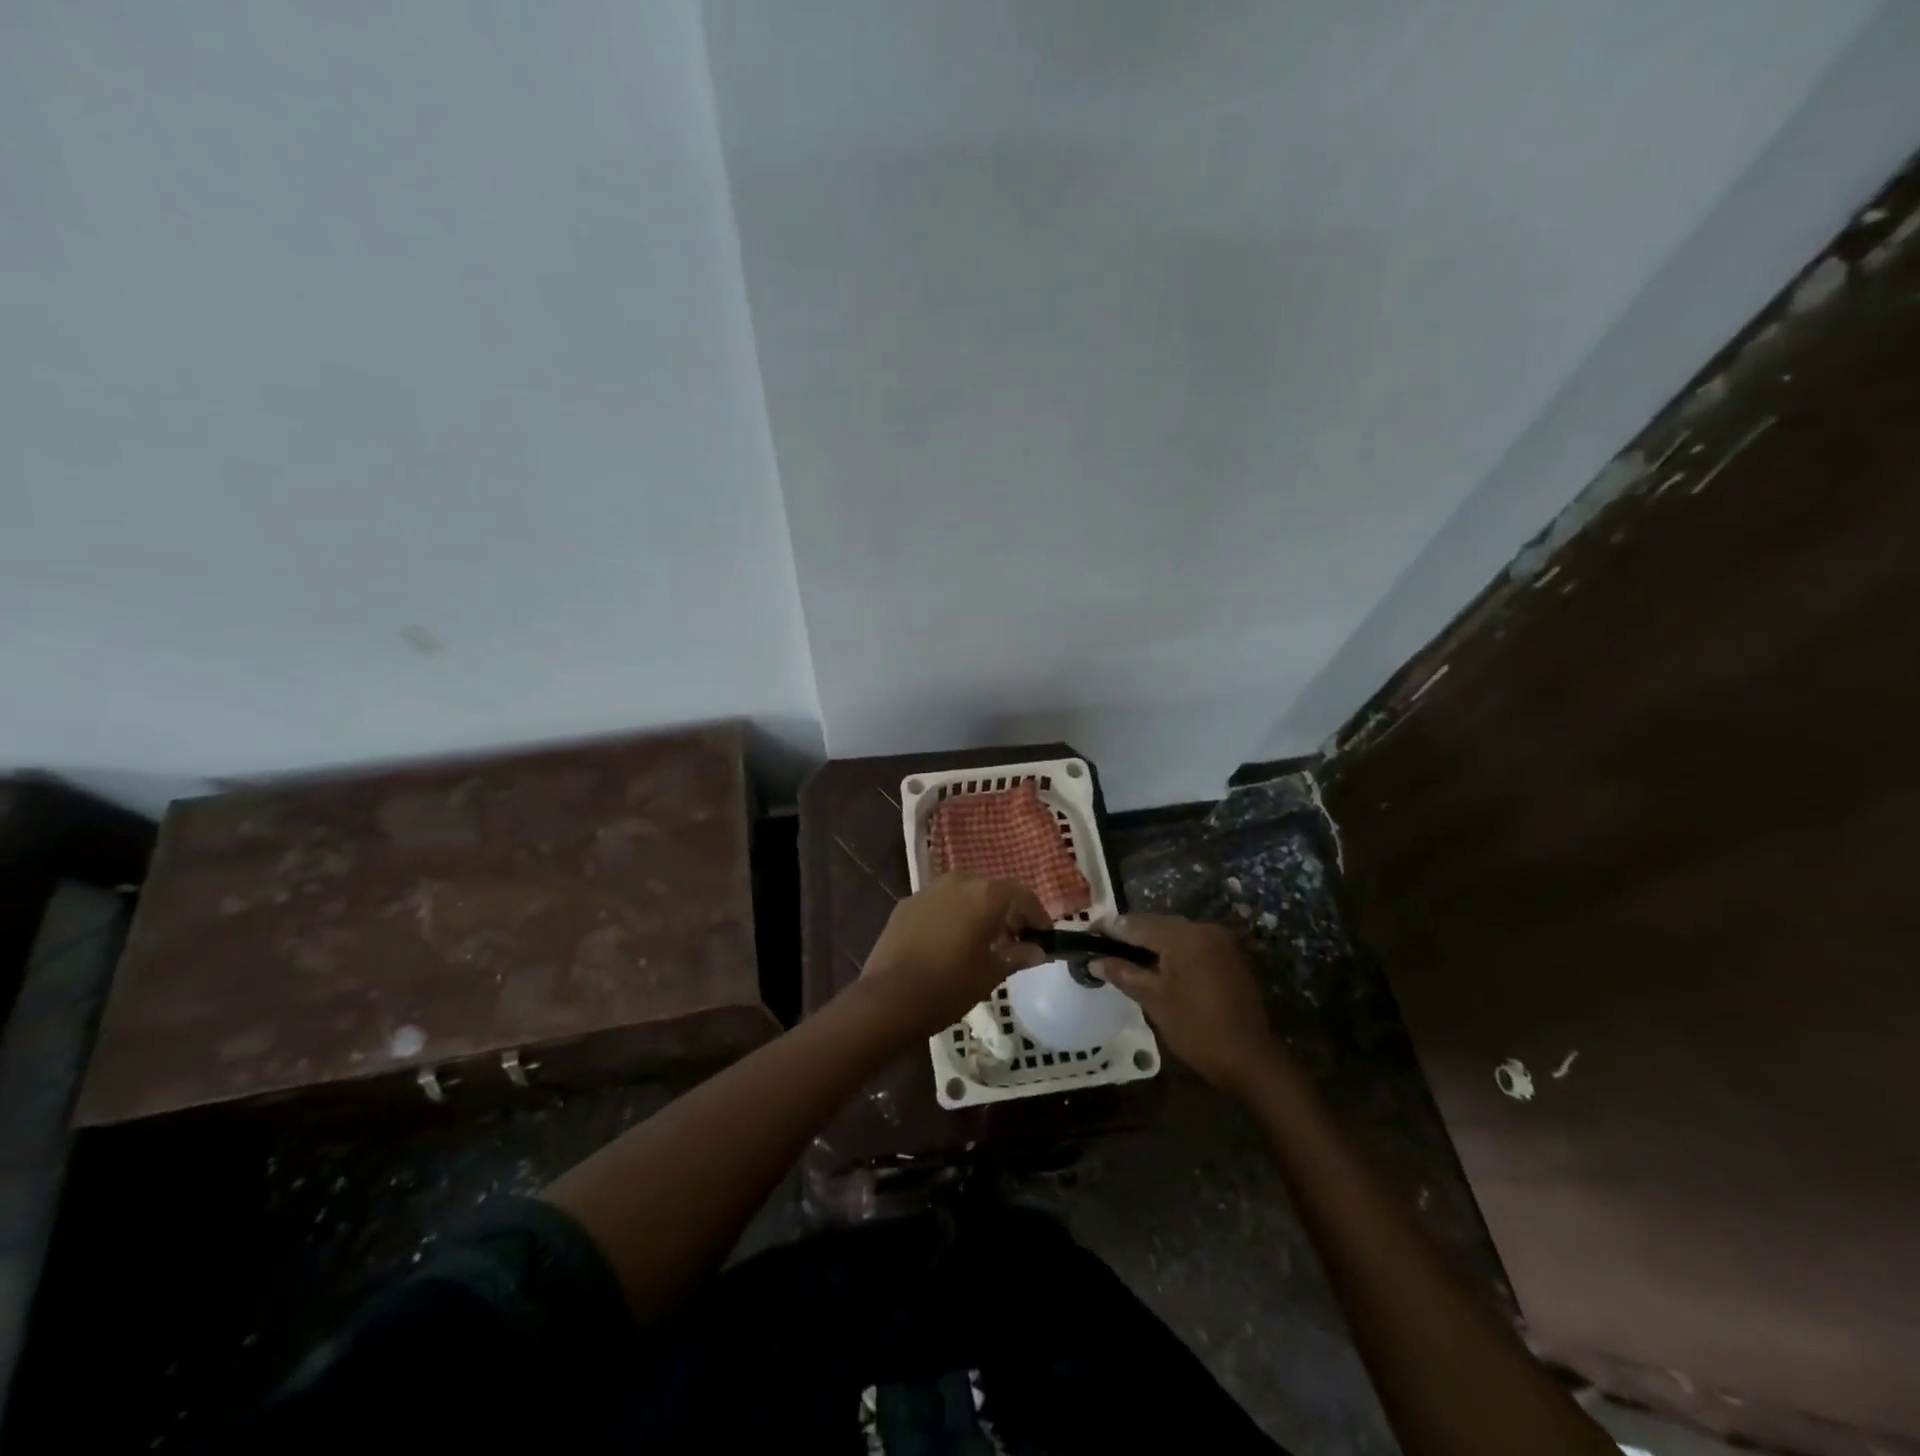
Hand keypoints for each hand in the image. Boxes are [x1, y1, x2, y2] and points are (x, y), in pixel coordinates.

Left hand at [861, 875, 1049, 1035]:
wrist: (889, 998)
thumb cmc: (949, 985)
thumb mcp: (991, 973)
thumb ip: (1017, 955)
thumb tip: (1037, 950)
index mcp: (985, 895)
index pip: (1021, 894)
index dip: (1036, 914)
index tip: (1043, 935)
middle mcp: (958, 882)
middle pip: (992, 889)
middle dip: (1007, 911)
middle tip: (1015, 938)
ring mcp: (928, 890)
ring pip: (963, 893)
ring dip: (978, 910)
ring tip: (983, 940)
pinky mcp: (906, 904)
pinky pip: (939, 903)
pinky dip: (952, 915)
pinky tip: (949, 941)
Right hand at [1096, 914, 1281, 1095]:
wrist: (1251, 1060)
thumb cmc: (1197, 1029)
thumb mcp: (1154, 1000)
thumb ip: (1123, 973)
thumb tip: (1094, 961)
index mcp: (1184, 936)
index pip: (1137, 924)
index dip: (1109, 929)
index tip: (1087, 933)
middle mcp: (1203, 929)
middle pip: (1156, 925)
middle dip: (1129, 934)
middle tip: (1102, 946)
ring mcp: (1220, 942)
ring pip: (1174, 934)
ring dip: (1150, 942)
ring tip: (1124, 956)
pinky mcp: (1229, 957)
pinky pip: (1191, 945)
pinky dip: (1171, 951)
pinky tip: (1156, 965)